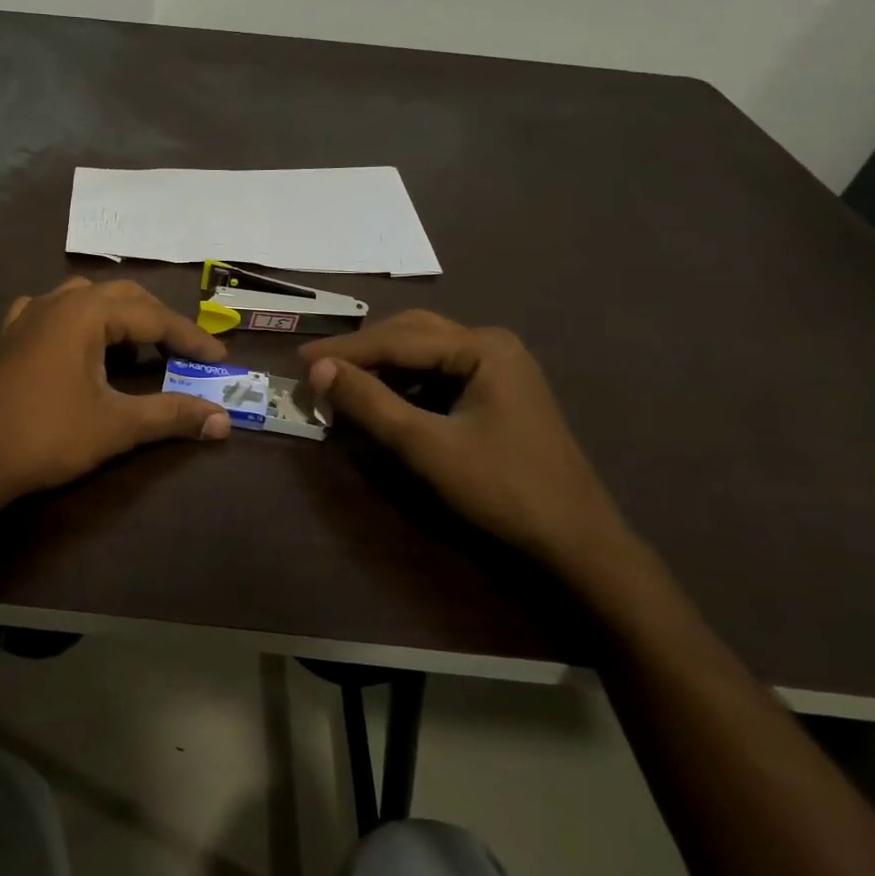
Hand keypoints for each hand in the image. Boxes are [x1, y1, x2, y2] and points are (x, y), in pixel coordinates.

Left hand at [0, 277, 231, 510]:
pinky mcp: (8, 337)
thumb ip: (171, 416)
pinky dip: (77, 321)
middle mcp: (57, 303)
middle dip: (157, 319)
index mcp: (86, 314)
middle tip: (183, 350)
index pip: (152, 316)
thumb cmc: (46, 436)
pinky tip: (77, 341)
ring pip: (84, 299)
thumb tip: (222, 421)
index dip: (189, 338)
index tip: (218, 359)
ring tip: (137, 344)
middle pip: (121, 296)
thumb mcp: (116, 426)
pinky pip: (51, 312)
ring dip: (118, 316)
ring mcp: (27, 316)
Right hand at [301, 311, 634, 574]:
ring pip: (423, 353)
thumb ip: (370, 403)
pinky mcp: (495, 393)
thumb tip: (317, 370)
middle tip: (317, 367)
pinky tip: (381, 400)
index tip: (299, 360)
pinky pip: (438, 375)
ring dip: (381, 366)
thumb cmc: (502, 489)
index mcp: (482, 347)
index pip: (398, 339)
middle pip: (411, 334)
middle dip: (362, 351)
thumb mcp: (426, 446)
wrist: (575, 541)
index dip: (345, 350)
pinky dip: (403, 384)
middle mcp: (491, 345)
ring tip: (340, 382)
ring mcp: (498, 368)